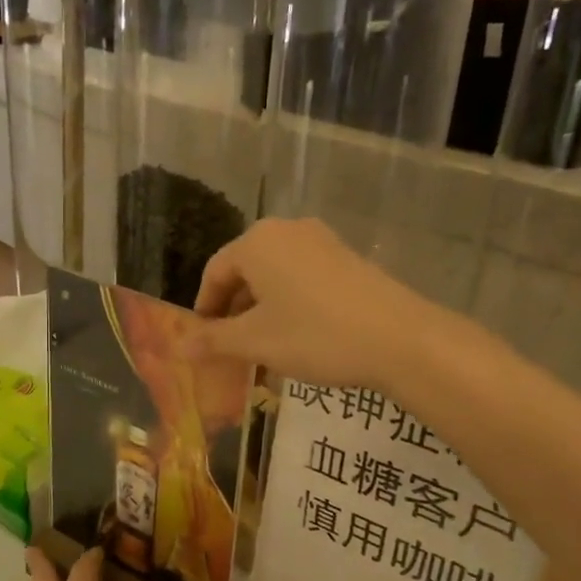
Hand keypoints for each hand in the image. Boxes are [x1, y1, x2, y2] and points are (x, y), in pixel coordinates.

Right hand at [183, 218, 437, 392]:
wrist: (399, 339)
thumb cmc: (314, 335)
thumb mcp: (256, 342)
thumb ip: (214, 340)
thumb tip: (181, 346)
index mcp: (257, 242)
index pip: (215, 272)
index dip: (204, 308)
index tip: (204, 341)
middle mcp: (287, 231)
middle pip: (246, 271)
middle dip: (234, 311)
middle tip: (232, 349)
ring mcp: (322, 241)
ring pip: (275, 276)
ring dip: (262, 311)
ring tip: (264, 348)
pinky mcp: (347, 258)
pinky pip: (303, 278)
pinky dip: (290, 305)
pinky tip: (299, 337)